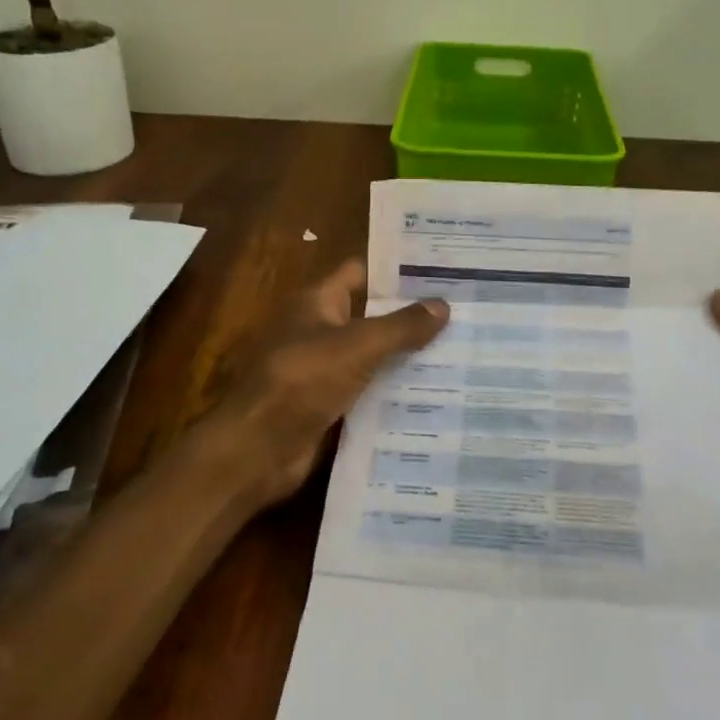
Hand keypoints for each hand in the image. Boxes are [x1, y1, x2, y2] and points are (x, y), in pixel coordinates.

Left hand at [205, 260, 447, 507]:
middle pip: (371, 315)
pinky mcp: (329, 405)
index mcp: (318, 302)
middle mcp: (320, 330)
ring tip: (459, 350)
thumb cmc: (303, 380)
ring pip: (373, 355)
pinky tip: (434, 392)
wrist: (258, 448)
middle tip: (461, 312)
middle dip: (411, 315)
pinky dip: (394, 390)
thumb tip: (443, 305)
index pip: (361, 273)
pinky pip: (368, 390)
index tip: (440, 271)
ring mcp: (323, 369)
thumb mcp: (358, 346)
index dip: (396, 271)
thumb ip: (402, 326)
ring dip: (406, 355)